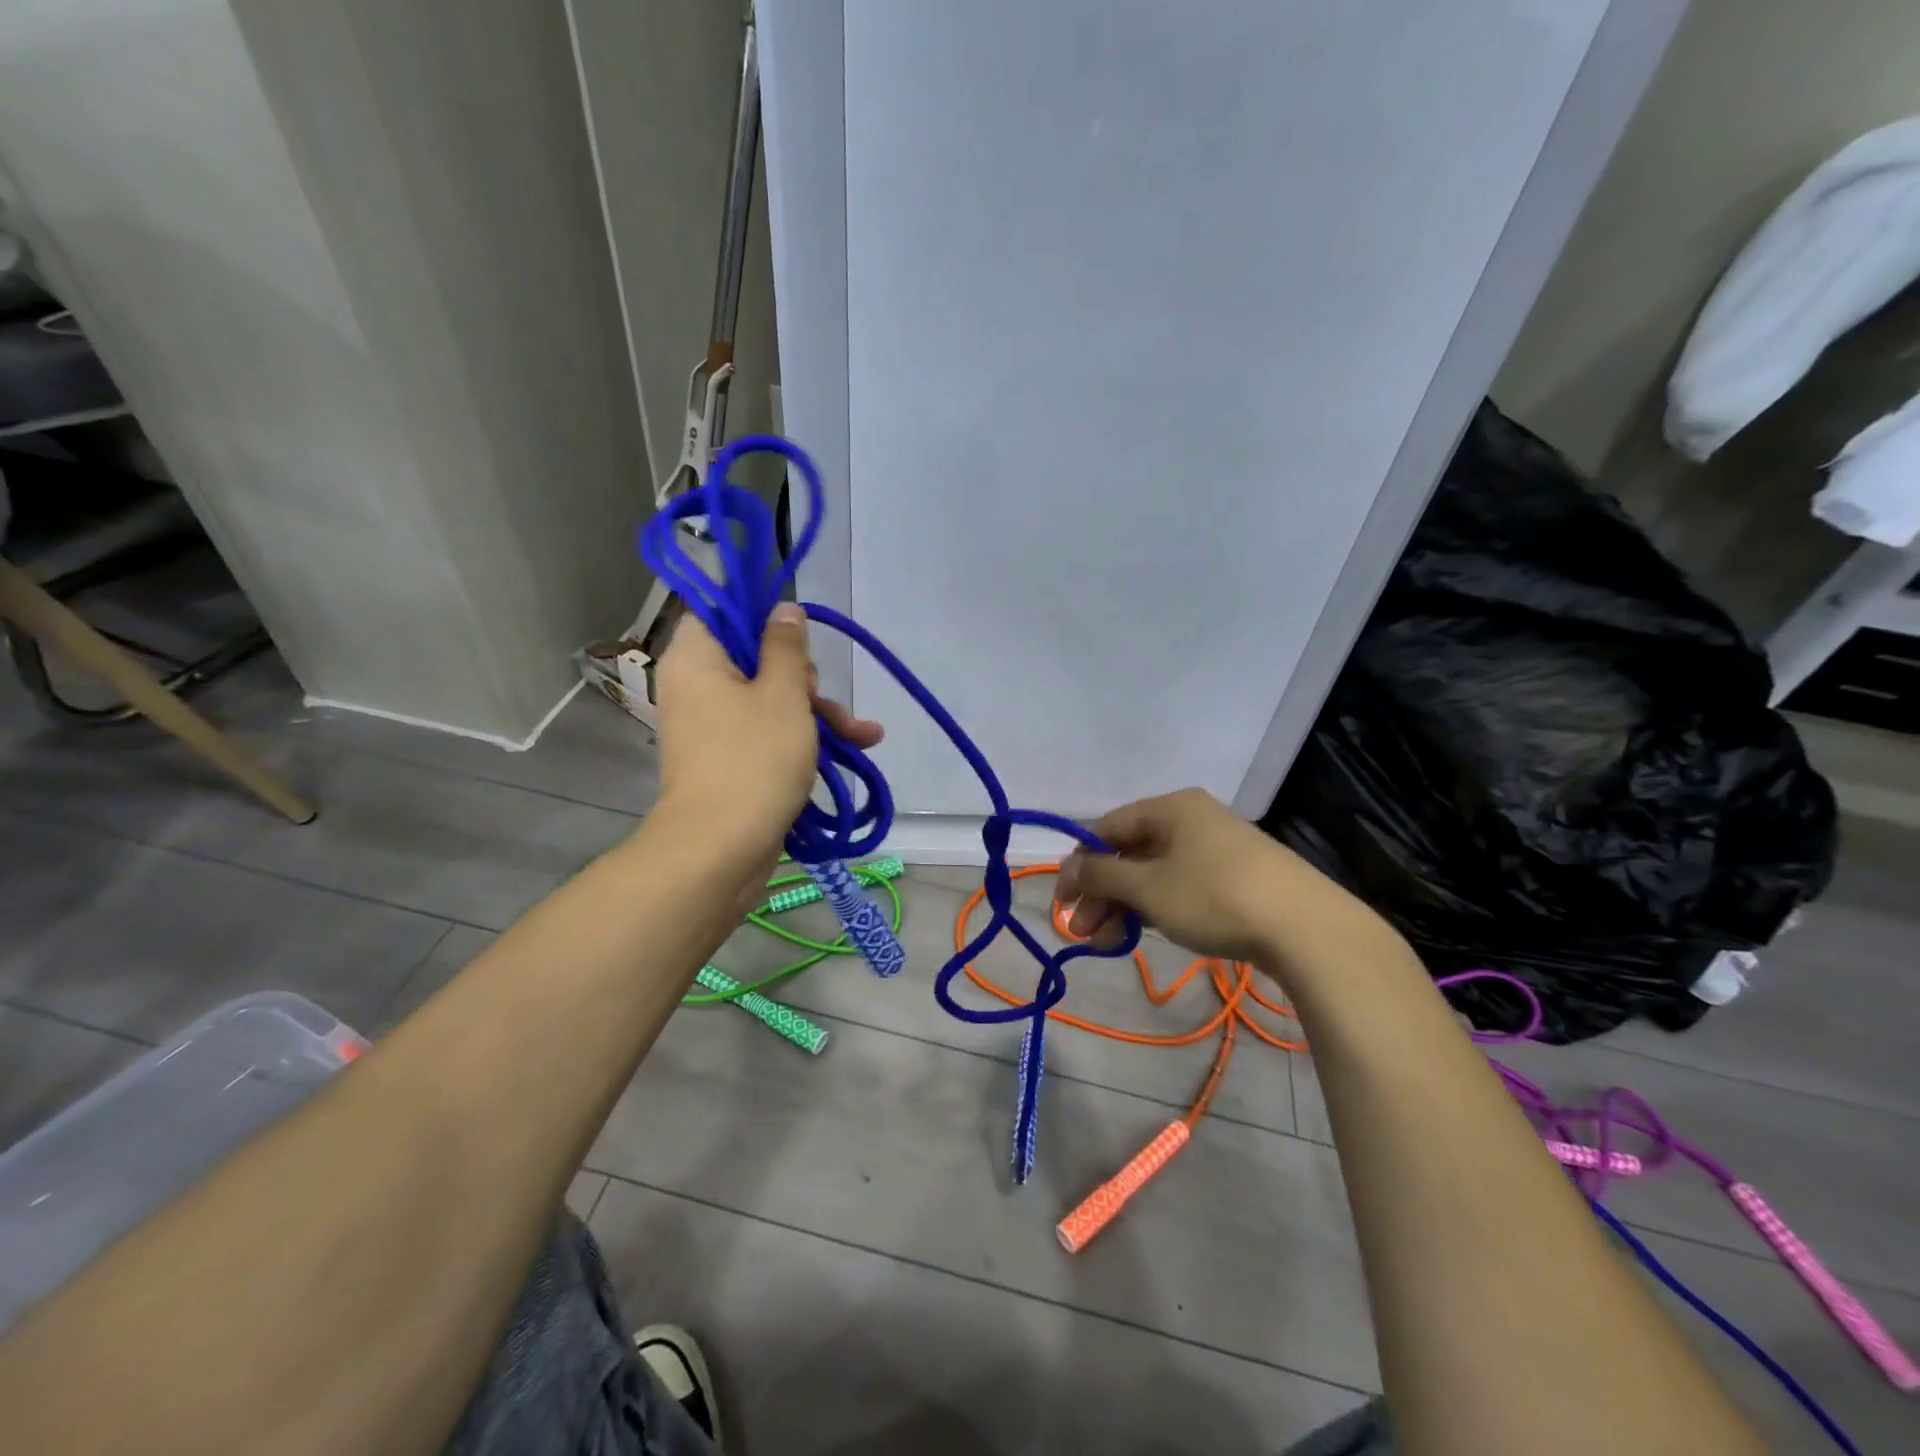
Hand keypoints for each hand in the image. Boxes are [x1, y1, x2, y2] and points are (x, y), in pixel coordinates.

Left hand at [654, 603, 882, 858]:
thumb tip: (783, 608)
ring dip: (819, 714)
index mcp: (697, 658)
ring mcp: (713, 728)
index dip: (763, 618)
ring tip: (865, 735)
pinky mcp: (730, 760)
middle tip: (819, 699)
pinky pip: (767, 734)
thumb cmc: (753, 759)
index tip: (798, 638)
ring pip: (771, 701)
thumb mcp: (784, 695)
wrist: (720, 850)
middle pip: (755, 660)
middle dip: (804, 679)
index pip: (722, 613)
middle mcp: (698, 687)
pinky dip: (803, 739)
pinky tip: (856, 749)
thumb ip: (787, 647)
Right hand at [1056, 788, 1387, 971]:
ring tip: (1110, 944)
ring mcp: (1217, 848)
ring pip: (1155, 873)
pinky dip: (1157, 908)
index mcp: (1170, 808)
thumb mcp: (1148, 888)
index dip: (1080, 865)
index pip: (1107, 828)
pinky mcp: (1236, 878)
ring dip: (1126, 907)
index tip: (1063, 902)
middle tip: (1084, 933)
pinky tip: (1146, 933)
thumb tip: (1067, 870)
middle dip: (1102, 894)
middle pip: (1130, 853)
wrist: (1307, 928)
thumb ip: (1102, 876)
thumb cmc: (1214, 897)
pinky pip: (1181, 886)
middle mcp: (1192, 819)